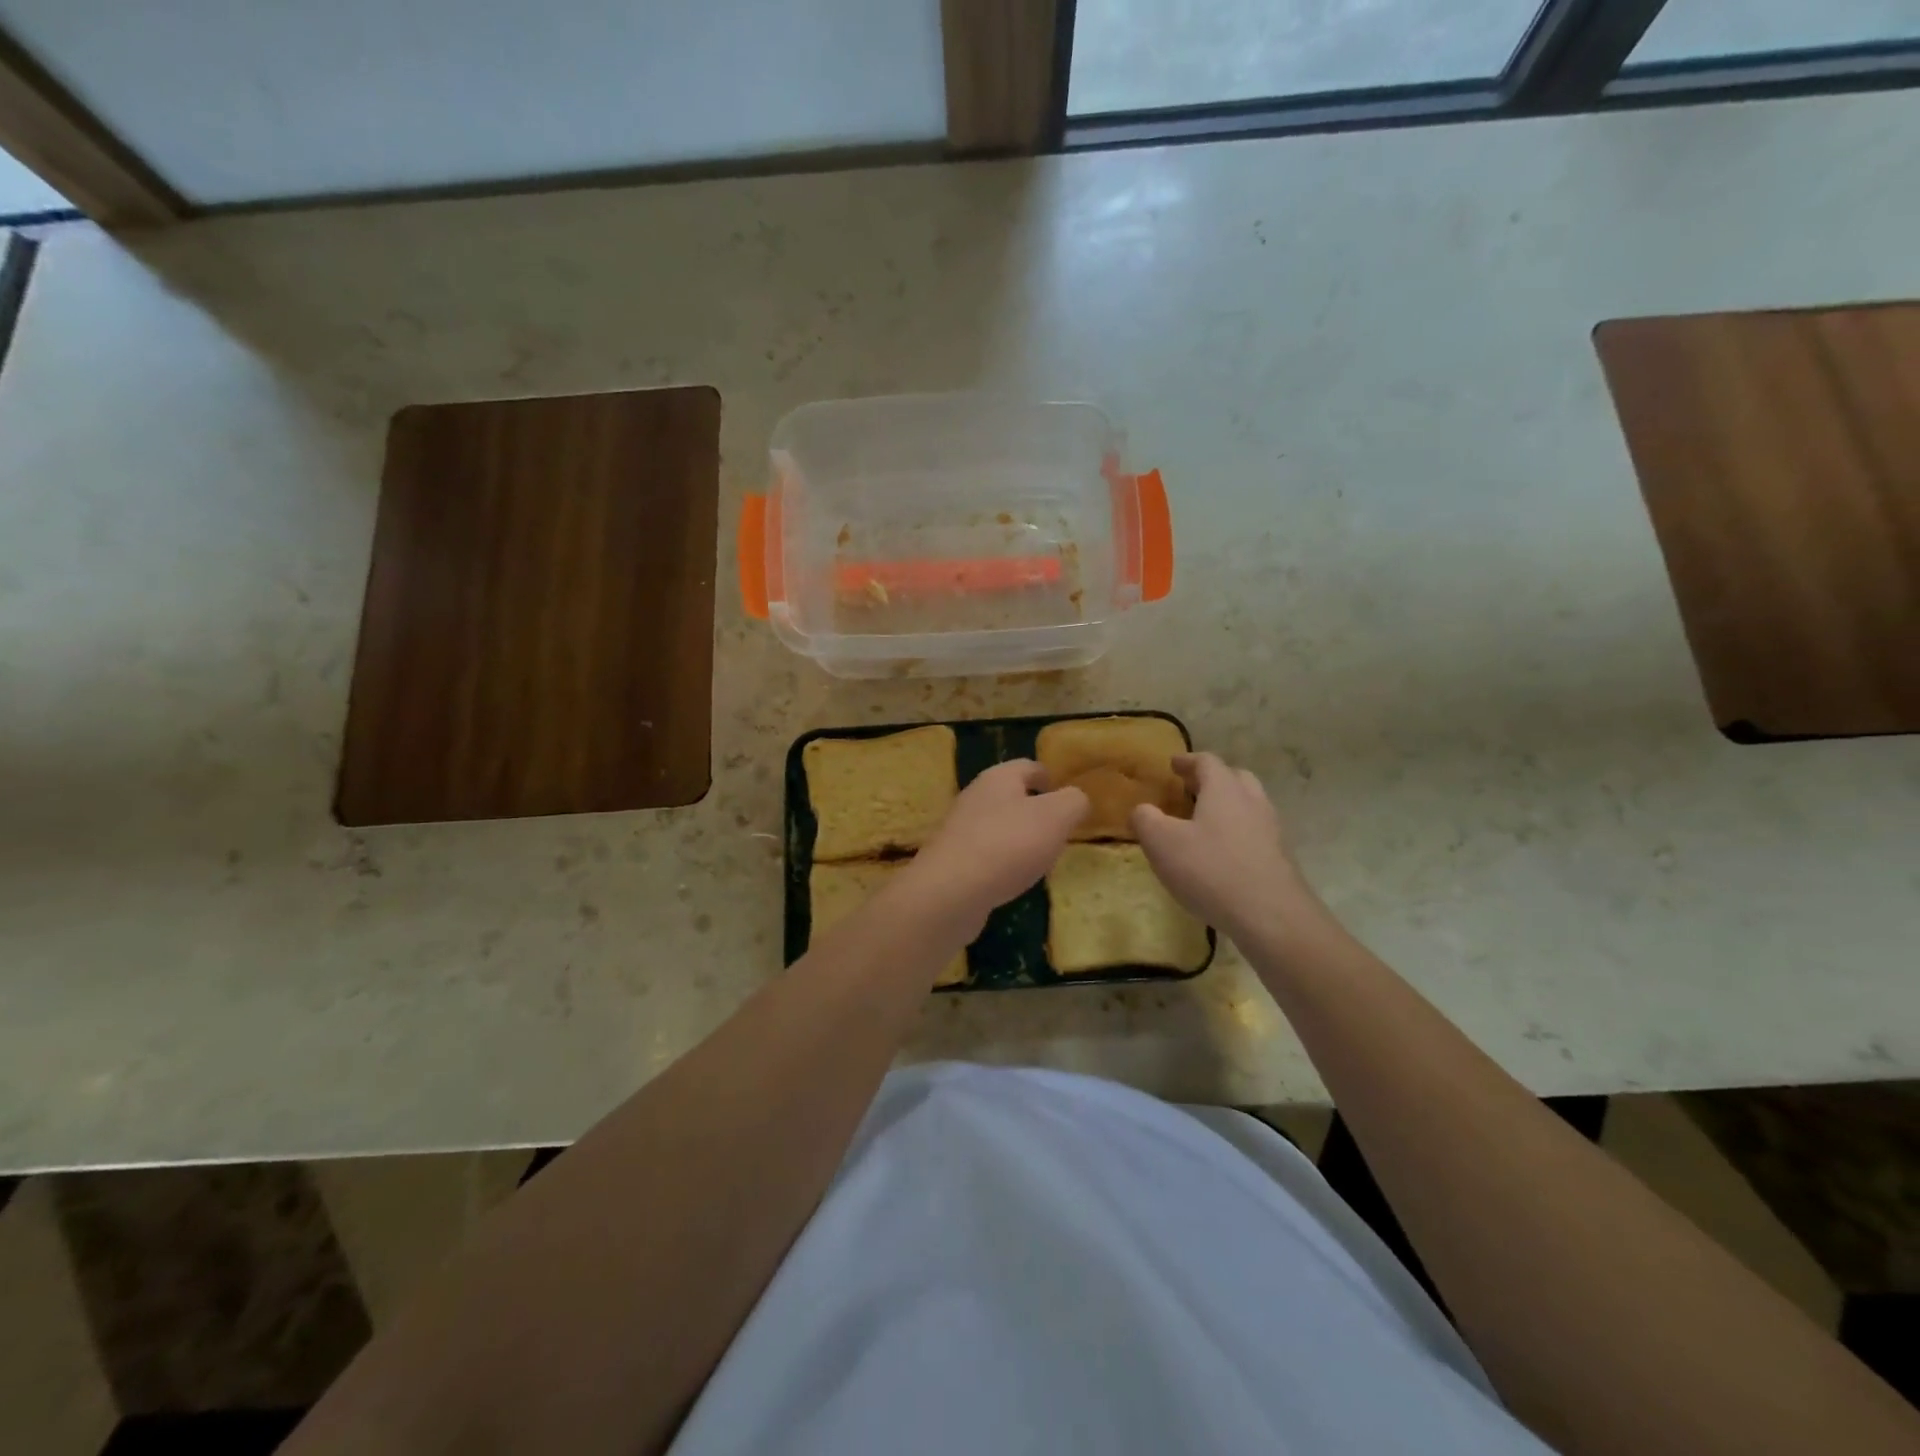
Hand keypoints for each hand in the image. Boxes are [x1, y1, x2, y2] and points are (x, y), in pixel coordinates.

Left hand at [901, 760, 1087, 932]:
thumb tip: (1076, 799)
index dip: (1050, 777)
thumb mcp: (1056, 816)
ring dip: (1019, 838)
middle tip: (1060, 831)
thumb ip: (1073, 802)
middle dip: (1036, 810)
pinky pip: (986, 855)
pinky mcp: (952, 861)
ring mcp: (960, 830)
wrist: (950, 891)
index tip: (1067, 796)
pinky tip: (1014, 880)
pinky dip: (1003, 863)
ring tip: (1041, 858)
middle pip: (1011, 796)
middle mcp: (975, 797)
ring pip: (998, 826)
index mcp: (998, 778)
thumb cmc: (1008, 844)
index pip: (1029, 766)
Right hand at [1131, 753, 1317, 941]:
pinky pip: (1256, 833)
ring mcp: (1271, 830)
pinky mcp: (1280, 858)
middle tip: (1191, 789)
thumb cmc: (1210, 870)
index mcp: (1224, 789)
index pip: (1207, 762)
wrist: (1270, 915)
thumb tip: (1142, 810)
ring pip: (1249, 805)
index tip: (1173, 764)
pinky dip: (1238, 833)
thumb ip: (1145, 820)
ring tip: (1205, 822)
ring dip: (1228, 806)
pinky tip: (1222, 854)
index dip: (1188, 761)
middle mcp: (1252, 802)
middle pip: (1235, 778)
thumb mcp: (1161, 843)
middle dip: (1212, 779)